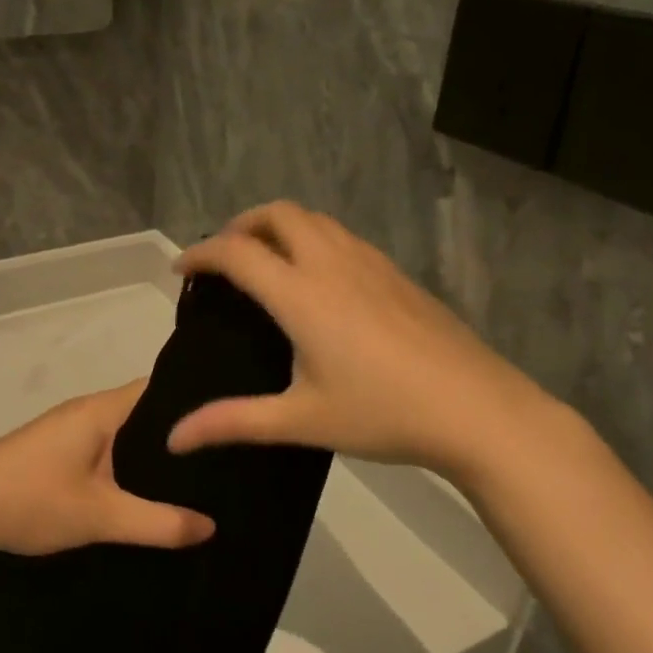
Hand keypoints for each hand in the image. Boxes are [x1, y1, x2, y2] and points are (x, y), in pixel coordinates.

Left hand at [0, 382, 214, 559]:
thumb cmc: (30, 499)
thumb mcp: (99, 516)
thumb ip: (157, 523)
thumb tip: (211, 526)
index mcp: (102, 410)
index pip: (162, 390)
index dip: (196, 403)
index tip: (233, 423)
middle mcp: (88, 411)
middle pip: (146, 414)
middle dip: (180, 437)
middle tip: (227, 461)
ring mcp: (69, 432)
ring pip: (125, 436)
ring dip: (153, 455)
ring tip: (201, 479)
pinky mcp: (57, 453)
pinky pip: (106, 451)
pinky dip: (128, 467)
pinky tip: (148, 493)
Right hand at [167, 202, 547, 473]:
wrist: (477, 409)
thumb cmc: (383, 413)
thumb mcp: (301, 422)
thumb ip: (232, 423)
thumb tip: (175, 438)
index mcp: (301, 294)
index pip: (237, 252)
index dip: (200, 254)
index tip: (181, 269)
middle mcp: (332, 263)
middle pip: (277, 214)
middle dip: (241, 225)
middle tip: (224, 259)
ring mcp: (371, 263)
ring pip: (315, 219)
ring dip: (279, 227)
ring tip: (266, 263)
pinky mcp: (397, 274)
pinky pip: (342, 236)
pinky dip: (313, 239)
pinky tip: (320, 282)